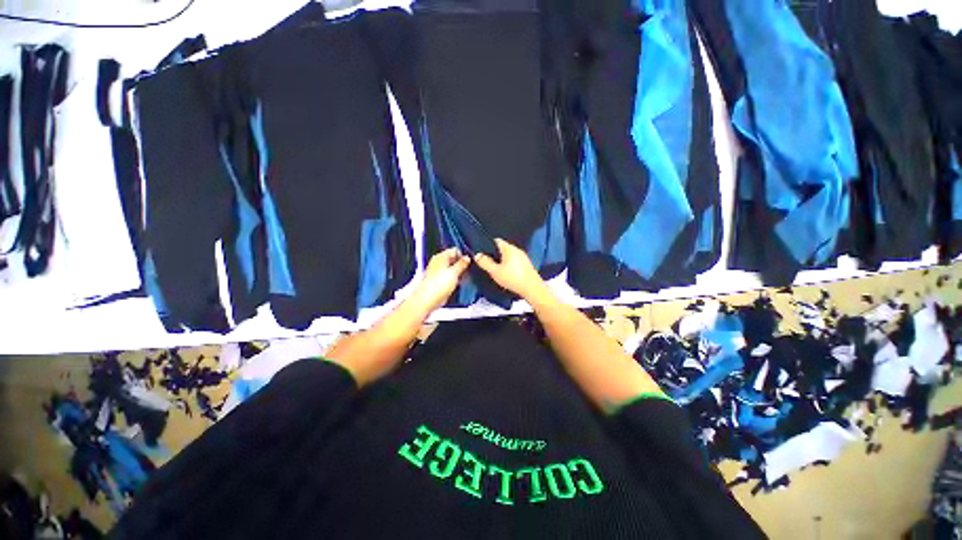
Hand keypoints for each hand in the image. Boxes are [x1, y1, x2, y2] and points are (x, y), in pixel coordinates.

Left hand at [409, 248, 470, 312]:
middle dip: (461, 264)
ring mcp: (439, 272)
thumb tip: (467, 258)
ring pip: (452, 268)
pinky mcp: (440, 280)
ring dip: (459, 272)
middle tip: (467, 270)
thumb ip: (462, 264)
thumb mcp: (454, 272)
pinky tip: (459, 283)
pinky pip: (450, 276)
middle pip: (453, 259)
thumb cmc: (439, 284)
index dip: (462, 255)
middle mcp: (439, 263)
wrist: (429, 299)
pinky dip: (455, 278)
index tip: (468, 262)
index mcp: (441, 257)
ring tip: (464, 278)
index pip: (454, 250)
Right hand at [473, 239, 548, 300]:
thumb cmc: (513, 278)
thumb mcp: (495, 272)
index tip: (482, 251)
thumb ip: (485, 262)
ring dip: (502, 259)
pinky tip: (507, 272)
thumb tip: (477, 255)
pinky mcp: (527, 264)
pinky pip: (515, 260)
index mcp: (508, 248)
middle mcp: (517, 249)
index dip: (488, 244)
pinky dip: (509, 264)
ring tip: (496, 268)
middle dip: (495, 253)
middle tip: (487, 261)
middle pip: (503, 248)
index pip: (496, 240)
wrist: (532, 288)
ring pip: (509, 255)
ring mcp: (523, 257)